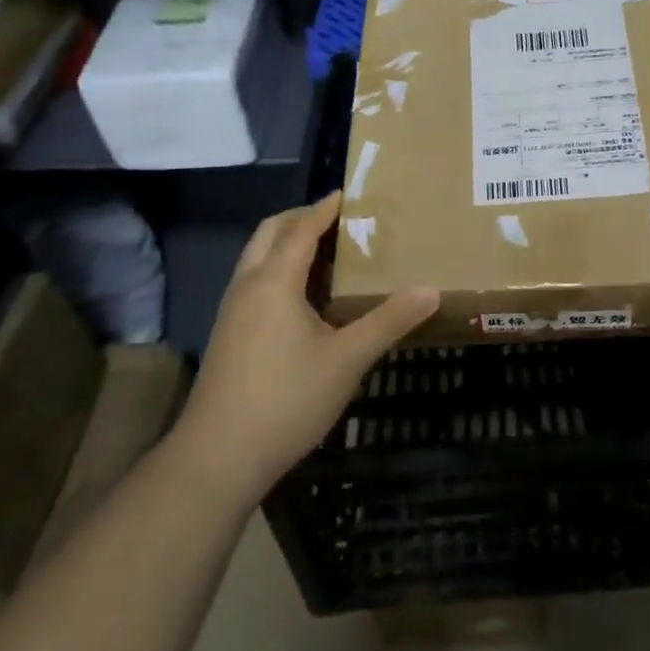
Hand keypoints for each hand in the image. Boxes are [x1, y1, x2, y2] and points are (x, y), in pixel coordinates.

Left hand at [172, 192, 437, 497]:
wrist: (218, 457)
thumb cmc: (286, 399)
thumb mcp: (347, 358)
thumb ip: (389, 321)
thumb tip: (431, 290)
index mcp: (274, 282)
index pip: (300, 229)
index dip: (324, 208)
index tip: (348, 193)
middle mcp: (247, 287)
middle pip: (269, 234)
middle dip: (301, 219)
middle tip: (338, 220)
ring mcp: (232, 313)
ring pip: (257, 259)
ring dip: (288, 246)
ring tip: (330, 255)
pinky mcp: (228, 336)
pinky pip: (255, 283)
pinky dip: (280, 272)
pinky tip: (307, 301)